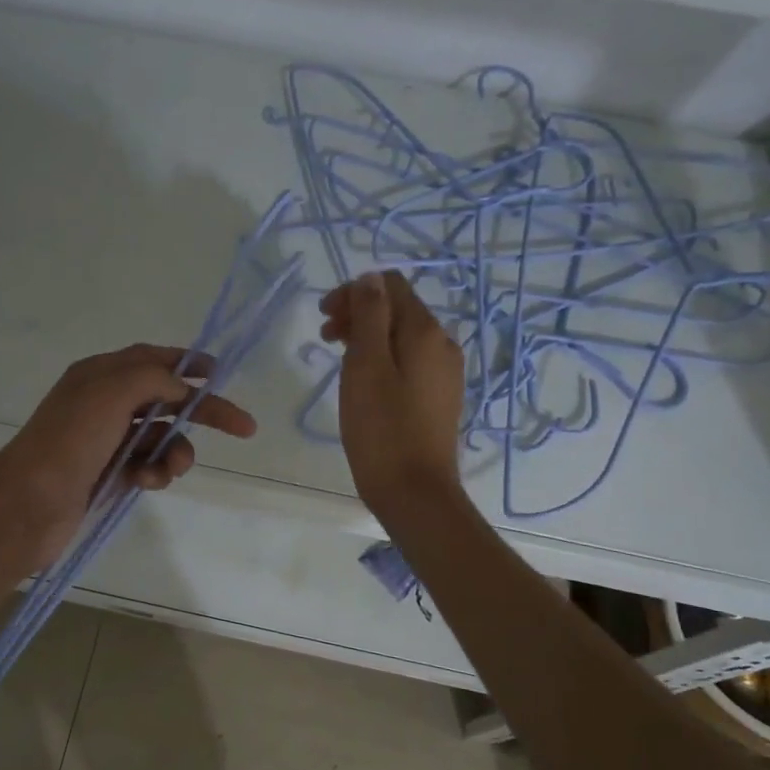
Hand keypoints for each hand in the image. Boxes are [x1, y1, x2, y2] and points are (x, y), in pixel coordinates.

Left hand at [0, 344, 257, 567]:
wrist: (28, 505)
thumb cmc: (69, 442)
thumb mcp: (110, 393)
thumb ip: (152, 379)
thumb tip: (180, 387)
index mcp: (100, 375)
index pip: (152, 359)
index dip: (187, 363)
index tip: (220, 374)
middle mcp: (104, 403)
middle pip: (165, 399)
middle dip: (202, 412)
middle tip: (243, 427)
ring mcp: (106, 440)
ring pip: (160, 437)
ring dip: (175, 451)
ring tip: (173, 469)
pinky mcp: (108, 473)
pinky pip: (146, 465)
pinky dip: (154, 472)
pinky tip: (146, 482)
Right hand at [319, 271, 466, 519]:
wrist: (415, 492)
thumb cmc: (382, 428)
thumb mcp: (366, 365)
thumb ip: (370, 315)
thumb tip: (370, 278)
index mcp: (425, 331)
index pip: (390, 286)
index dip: (354, 293)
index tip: (325, 318)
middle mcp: (442, 344)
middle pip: (398, 309)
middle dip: (359, 314)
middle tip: (326, 339)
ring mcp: (445, 372)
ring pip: (402, 337)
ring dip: (368, 337)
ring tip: (339, 361)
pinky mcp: (439, 397)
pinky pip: (409, 362)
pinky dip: (382, 359)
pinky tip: (364, 384)